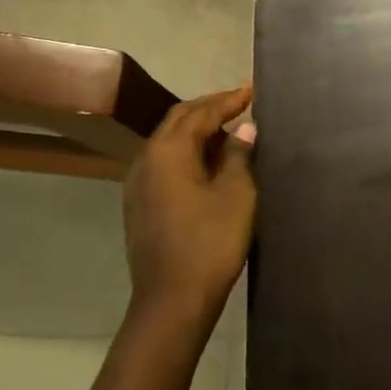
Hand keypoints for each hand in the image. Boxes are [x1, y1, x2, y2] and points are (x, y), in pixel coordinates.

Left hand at [122, 84, 256, 337]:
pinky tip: (207, 162)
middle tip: (239, 103)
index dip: (228, 100)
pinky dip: (188, 152)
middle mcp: (146, 159)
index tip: (252, 90)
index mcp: (168, 151)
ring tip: (228, 129)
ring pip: (169, 142)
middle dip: (209, 108)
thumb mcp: (236, 194)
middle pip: (178, 121)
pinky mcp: (140, 204)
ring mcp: (138, 183)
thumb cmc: (210, 242)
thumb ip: (238, 155)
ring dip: (197, 130)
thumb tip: (244, 127)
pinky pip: (165, 163)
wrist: (172, 299)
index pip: (200, 113)